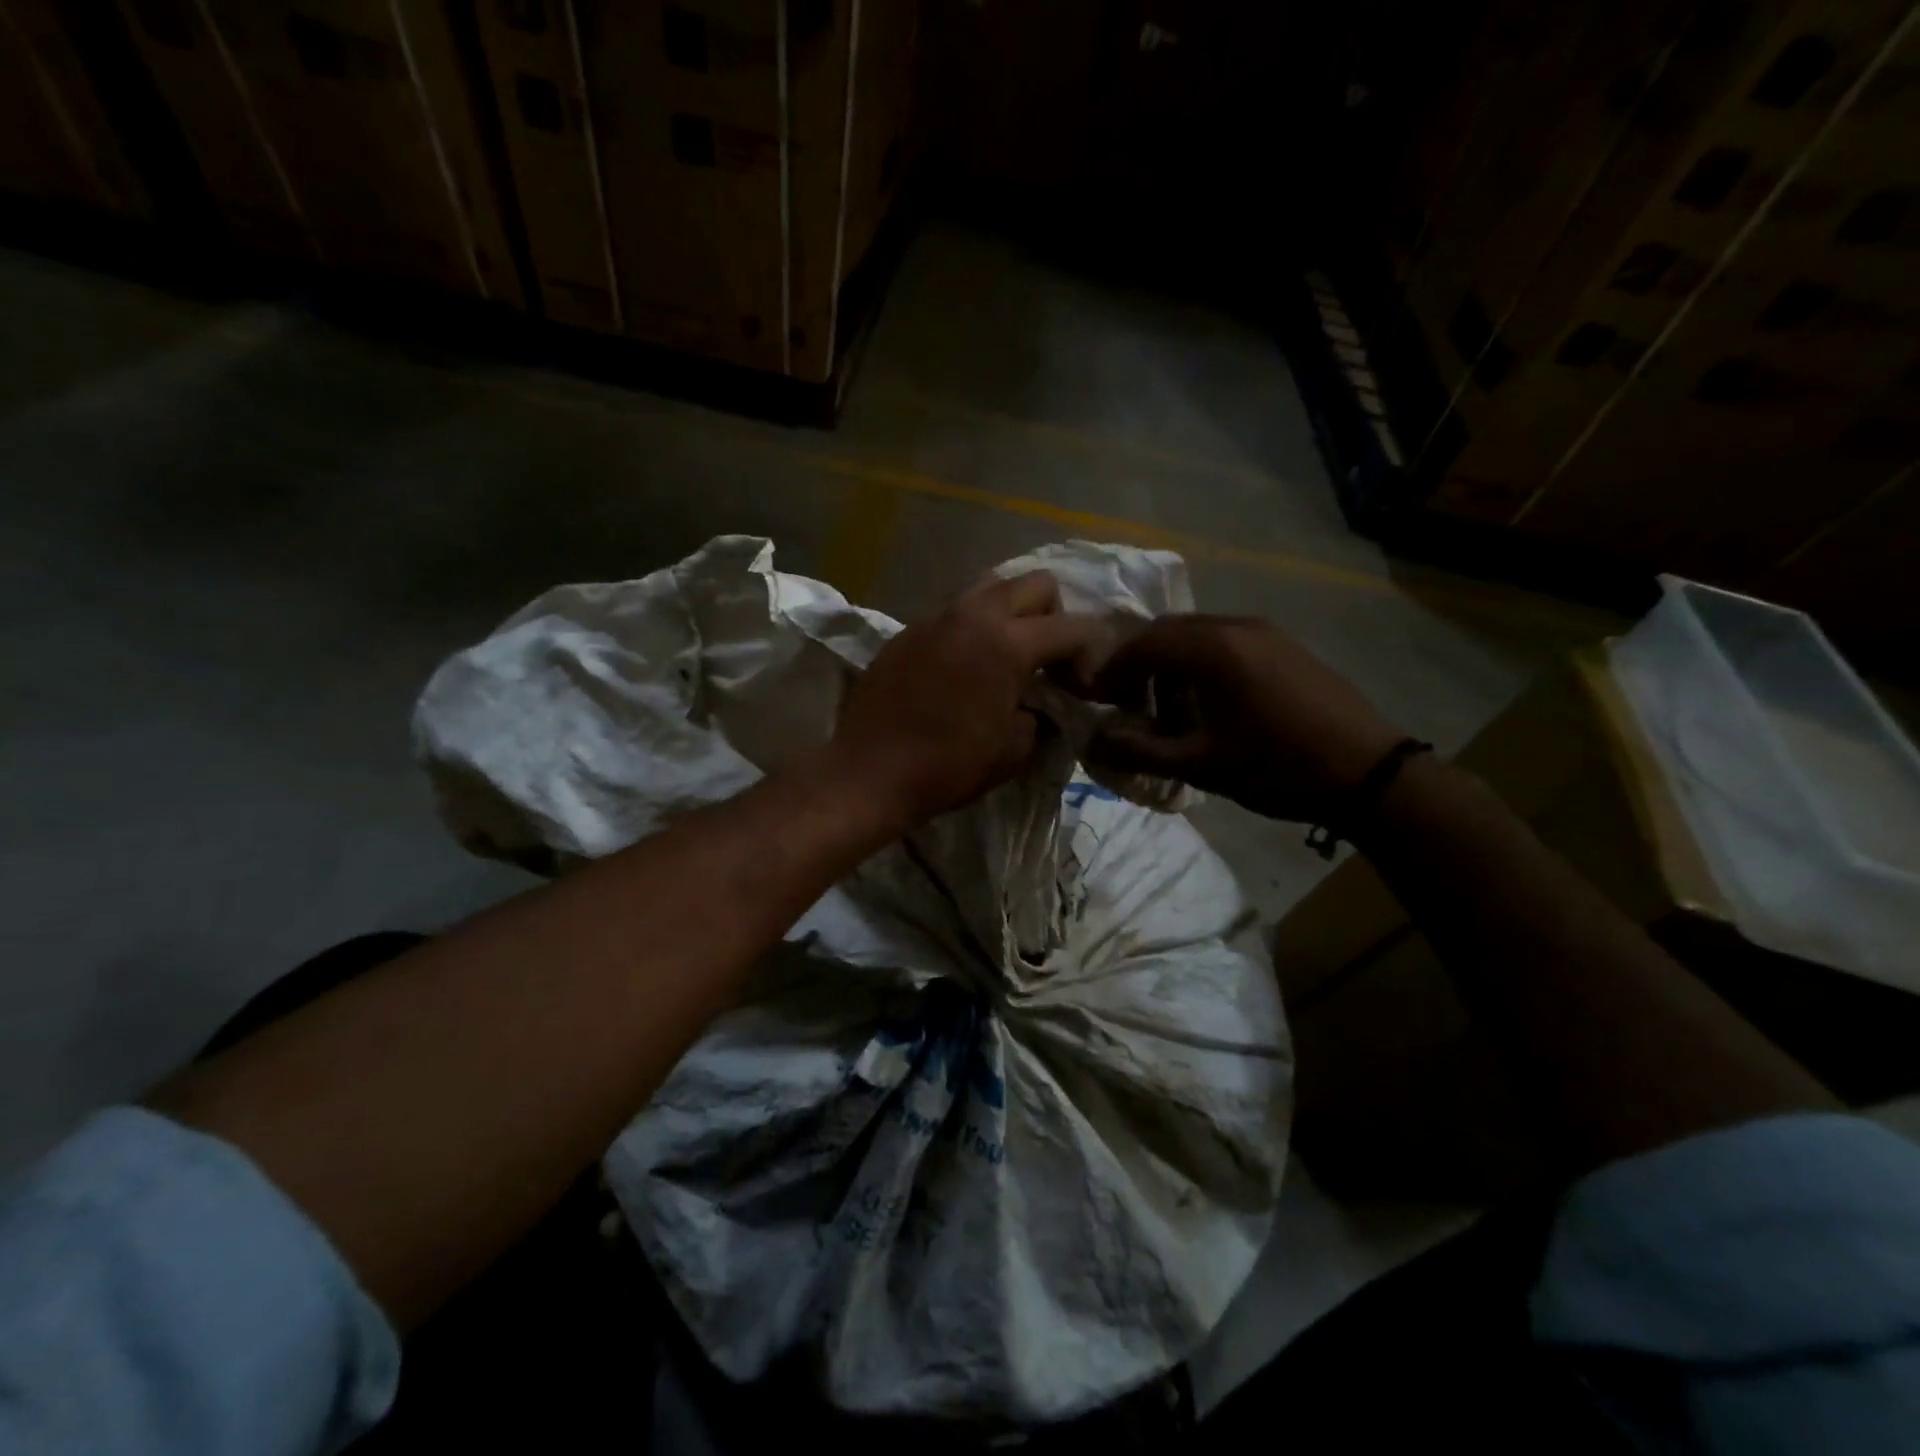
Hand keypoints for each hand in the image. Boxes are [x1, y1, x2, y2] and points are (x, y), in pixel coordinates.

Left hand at [831, 572, 1101, 829]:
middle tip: (1046, 659)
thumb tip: (1038, 704)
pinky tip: (963, 666)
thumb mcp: (1013, 750)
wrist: (869, 771)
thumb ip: (1039, 715)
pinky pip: (954, 611)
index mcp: (1007, 643)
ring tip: (1005, 654)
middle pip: (1035, 583)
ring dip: (1010, 613)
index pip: (1072, 627)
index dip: (1090, 654)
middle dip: (1053, 616)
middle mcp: (973, 614)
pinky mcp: (909, 630)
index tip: (1082, 685)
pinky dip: (972, 627)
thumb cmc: (947, 766)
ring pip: (991, 586)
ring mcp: (936, 617)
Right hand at [1079, 614, 1405, 822]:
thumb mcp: (1200, 764)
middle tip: (1130, 705)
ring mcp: (1265, 631)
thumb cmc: (1276, 766)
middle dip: (1140, 666)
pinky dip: (1202, 666)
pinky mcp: (1285, 646)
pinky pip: (1227, 643)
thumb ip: (1139, 750)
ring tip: (1171, 712)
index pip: (1141, 644)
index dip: (1112, 671)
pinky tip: (1211, 707)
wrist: (1368, 773)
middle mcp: (1235, 625)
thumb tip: (1094, 742)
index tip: (1099, 702)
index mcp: (1211, 647)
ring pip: (1197, 636)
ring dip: (1172, 666)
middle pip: (1168, 632)